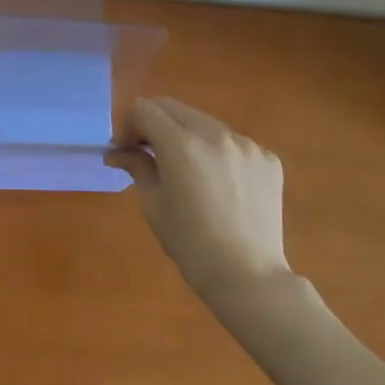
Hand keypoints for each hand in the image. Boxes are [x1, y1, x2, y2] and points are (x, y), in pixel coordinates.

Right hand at [107, 98, 291, 300]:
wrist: (248, 276)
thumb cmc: (190, 244)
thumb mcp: (153, 204)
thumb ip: (137, 166)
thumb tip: (116, 152)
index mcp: (181, 145)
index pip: (145, 109)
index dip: (128, 124)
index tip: (125, 149)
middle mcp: (215, 134)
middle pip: (174, 108)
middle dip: (153, 123)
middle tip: (146, 152)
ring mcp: (246, 144)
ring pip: (204, 122)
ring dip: (185, 134)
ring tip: (184, 168)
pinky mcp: (267, 158)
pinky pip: (232, 141)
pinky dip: (216, 151)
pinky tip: (216, 181)